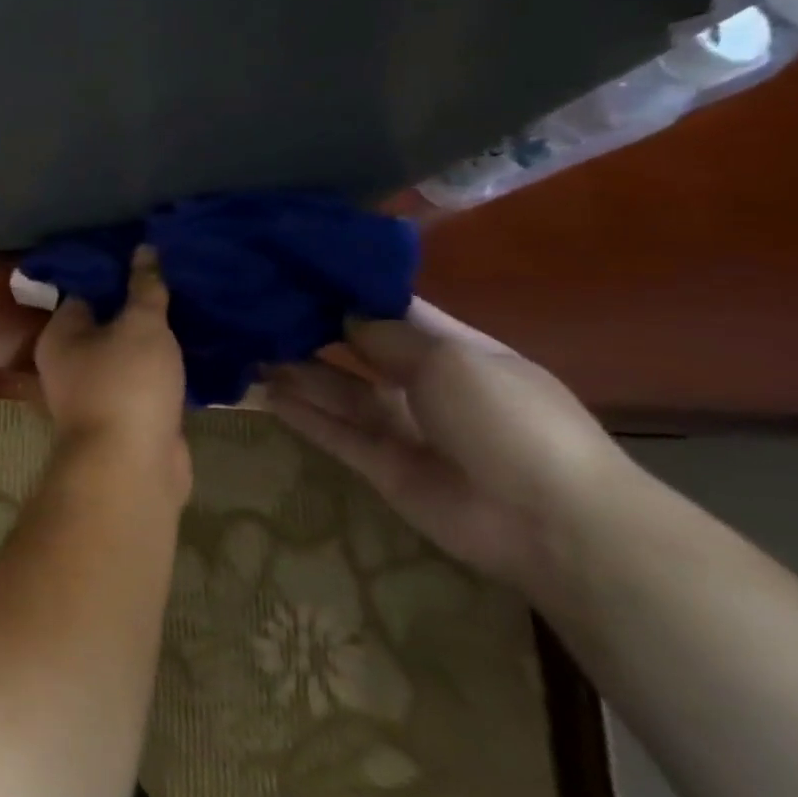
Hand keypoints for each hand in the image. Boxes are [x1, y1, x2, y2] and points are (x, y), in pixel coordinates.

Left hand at [34, 246, 190, 501]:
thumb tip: (144, 249)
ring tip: (195, 307)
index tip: (151, 255)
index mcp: (60, 335)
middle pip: (109, 323)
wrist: (131, 466)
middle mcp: (71, 362)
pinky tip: (199, 349)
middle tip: (180, 278)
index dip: (116, 271)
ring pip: (131, 354)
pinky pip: (149, 382)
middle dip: (142, 305)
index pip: (85, 291)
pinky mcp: (129, 416)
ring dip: (159, 339)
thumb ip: (144, 288)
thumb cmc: (126, 384)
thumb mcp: (140, 326)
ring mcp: (99, 392)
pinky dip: (169, 369)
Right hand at [263, 300, 632, 591]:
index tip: (297, 273)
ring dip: (298, 373)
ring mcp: (402, 427)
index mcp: (454, 350)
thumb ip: (388, 337)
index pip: (392, 311)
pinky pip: (334, 432)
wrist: (549, 522)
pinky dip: (302, 414)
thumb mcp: (451, 360)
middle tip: (258, 312)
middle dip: (315, 332)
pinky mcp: (381, 466)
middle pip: (358, 352)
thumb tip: (344, 316)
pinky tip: (263, 394)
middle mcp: (424, 383)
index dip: (349, 293)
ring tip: (248, 350)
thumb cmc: (508, 420)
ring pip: (339, 392)